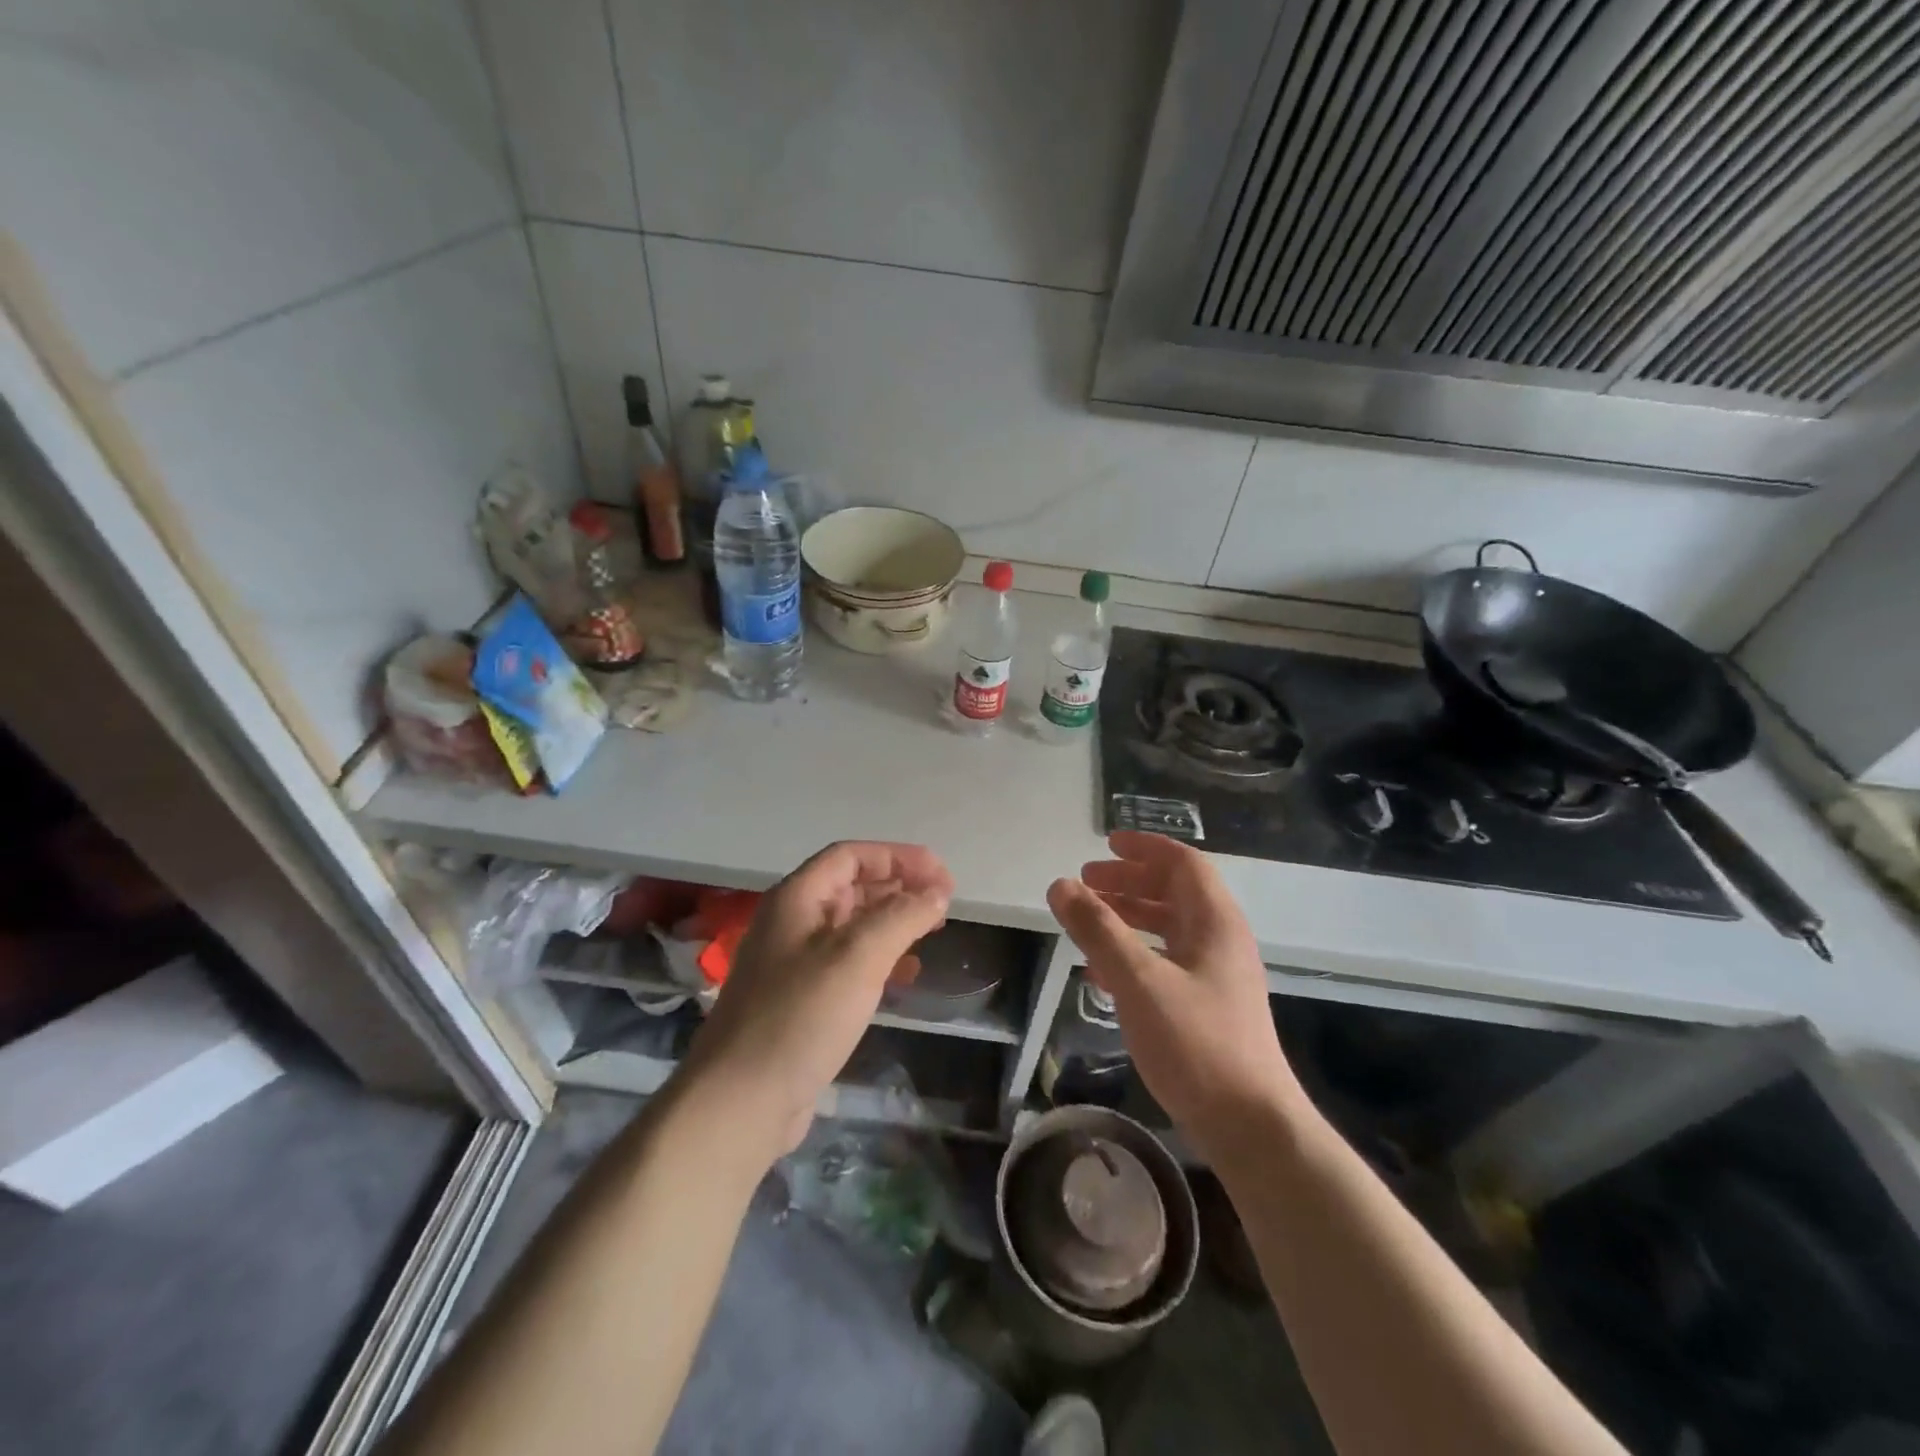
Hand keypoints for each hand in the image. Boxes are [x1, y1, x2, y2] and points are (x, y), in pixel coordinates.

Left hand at [681, 842, 953, 1163]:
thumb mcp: (858, 956)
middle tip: (943, 903)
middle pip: (852, 887)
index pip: (851, 856)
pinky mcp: (802, 1000)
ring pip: (853, 925)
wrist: (742, 1101)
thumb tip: (937, 891)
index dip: (898, 857)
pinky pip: (848, 963)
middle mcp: (793, 922)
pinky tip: (906, 975)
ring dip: (893, 922)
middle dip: (899, 887)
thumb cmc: (801, 1016)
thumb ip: (902, 916)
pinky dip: (881, 958)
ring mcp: (794, 963)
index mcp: (797, 899)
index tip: (942, 876)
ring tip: (932, 932)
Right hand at [1047, 832, 1300, 1159]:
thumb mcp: (1139, 980)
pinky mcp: (1208, 1007)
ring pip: (1169, 928)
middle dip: (1129, 882)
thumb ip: (1098, 930)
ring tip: (1088, 921)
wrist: (1252, 1126)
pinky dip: (1134, 954)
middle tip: (1087, 882)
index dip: (1144, 848)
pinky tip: (1102, 973)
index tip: (1105, 844)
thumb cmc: (1197, 1044)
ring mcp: (1217, 976)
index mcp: (1215, 922)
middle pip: (1175, 892)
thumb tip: (1061, 885)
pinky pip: (1167, 961)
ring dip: (1129, 917)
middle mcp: (1221, 940)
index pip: (1182, 863)